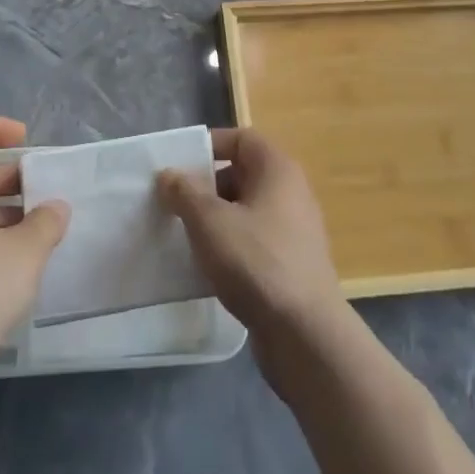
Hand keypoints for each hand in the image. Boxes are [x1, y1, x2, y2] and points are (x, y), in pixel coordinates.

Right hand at [157, 129, 344, 350]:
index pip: (241, 138)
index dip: (209, 145)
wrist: (305, 335)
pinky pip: (255, 241)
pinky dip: (231, 246)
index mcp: (277, 169)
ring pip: (246, 210)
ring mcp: (294, 230)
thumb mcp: (210, 221)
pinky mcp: (292, 264)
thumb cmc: (256, 262)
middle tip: (176, 203)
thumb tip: (169, 175)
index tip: (179, 166)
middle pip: (242, 174)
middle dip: (207, 186)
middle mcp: (291, 192)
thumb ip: (185, 192)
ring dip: (216, 219)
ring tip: (185, 236)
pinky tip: (208, 268)